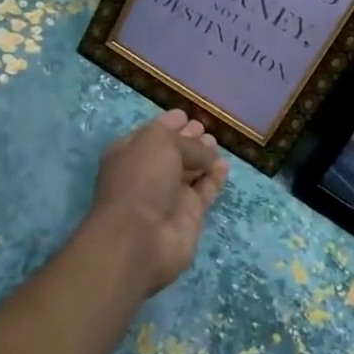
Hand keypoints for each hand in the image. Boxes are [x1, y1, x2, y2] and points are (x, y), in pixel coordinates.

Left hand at [85, 109, 228, 296]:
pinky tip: (223, 165)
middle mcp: (148, 172)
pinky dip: (214, 178)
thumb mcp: (160, 143)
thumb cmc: (141, 179)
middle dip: (188, 139)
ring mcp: (168, 196)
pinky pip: (204, 191)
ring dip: (203, 157)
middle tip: (205, 129)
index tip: (186, 115)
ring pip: (190, 171)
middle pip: (173, 151)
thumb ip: (187, 142)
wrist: (139, 239)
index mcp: (131, 152)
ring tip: (216, 144)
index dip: (169, 123)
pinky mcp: (188, 216)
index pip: (153, 133)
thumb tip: (206, 152)